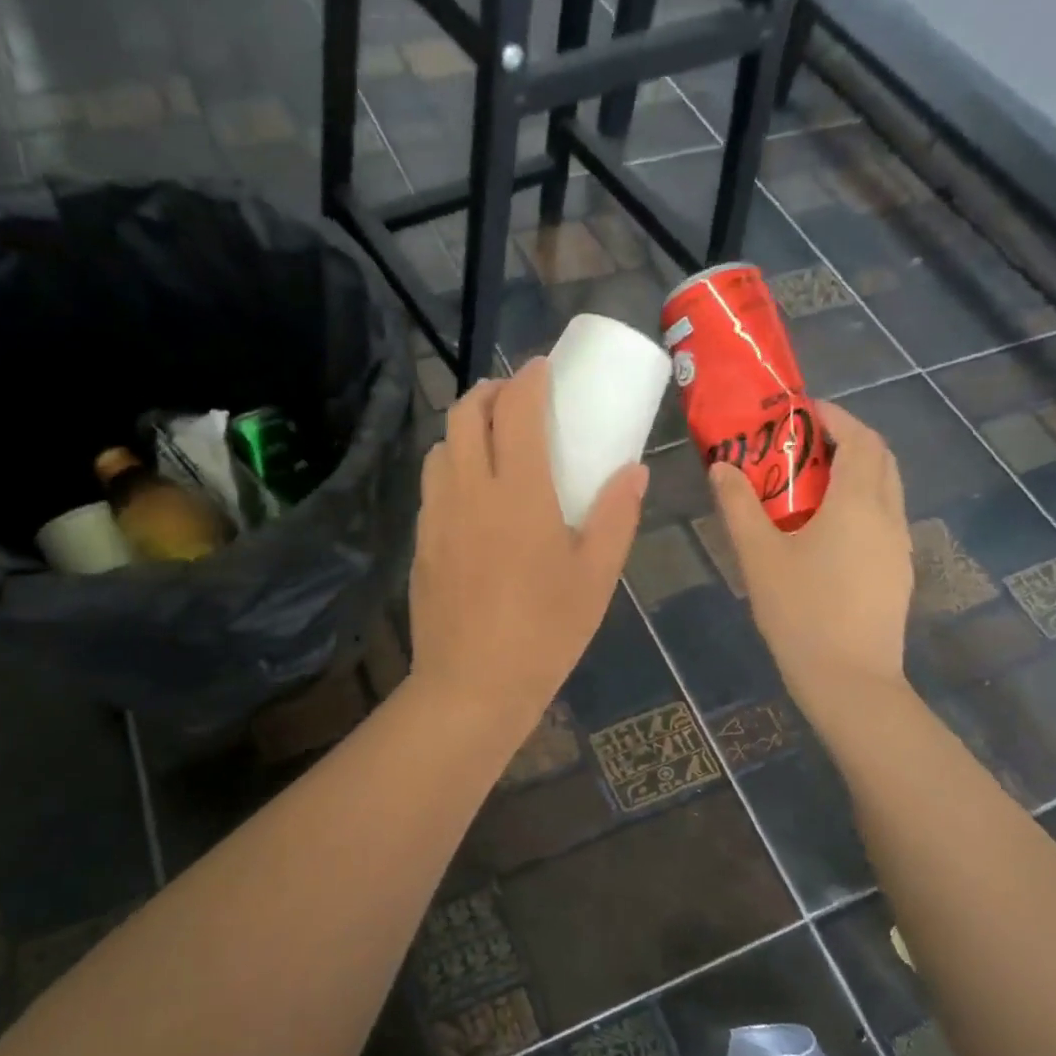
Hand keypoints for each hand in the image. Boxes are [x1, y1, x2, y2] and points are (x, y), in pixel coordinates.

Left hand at [408, 357, 646, 733]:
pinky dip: (450, 467)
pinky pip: (432, 484)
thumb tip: (634, 471)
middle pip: (464, 414)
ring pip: (440, 446)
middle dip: (489, 392)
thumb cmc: (545, 632)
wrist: (472, 686)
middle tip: (516, 400)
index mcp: (518, 493)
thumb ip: (616, 516)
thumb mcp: (595, 577)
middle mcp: (468, 490)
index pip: (515, 410)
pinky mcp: (421, 543)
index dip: (528, 378)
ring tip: (491, 444)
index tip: (543, 369)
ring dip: (464, 428)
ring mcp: (437, 516)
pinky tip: (472, 495)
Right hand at [710, 399, 910, 692]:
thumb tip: (722, 468)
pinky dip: (859, 506)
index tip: (801, 413)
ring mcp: (897, 546)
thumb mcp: (758, 556)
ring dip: (854, 474)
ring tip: (808, 487)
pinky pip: (882, 520)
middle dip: (847, 440)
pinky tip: (825, 534)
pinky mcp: (896, 573)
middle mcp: (888, 515)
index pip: (860, 439)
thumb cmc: (800, 611)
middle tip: (803, 446)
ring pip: (884, 491)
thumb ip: (739, 506)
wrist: (849, 679)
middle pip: (880, 459)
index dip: (835, 417)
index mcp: (857, 503)